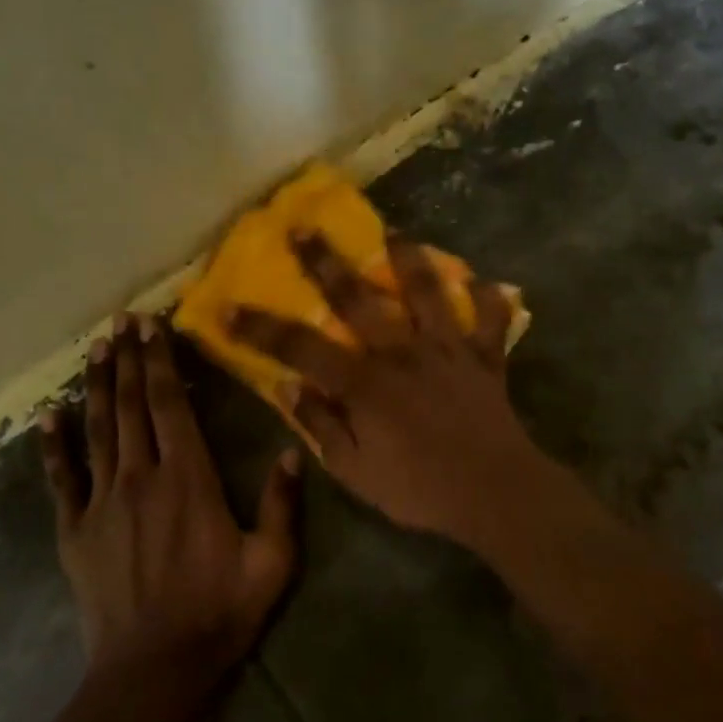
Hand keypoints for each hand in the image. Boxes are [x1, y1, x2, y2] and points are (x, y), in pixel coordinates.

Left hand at [39, 315, 299, 697]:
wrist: (152, 669)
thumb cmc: (218, 612)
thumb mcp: (271, 563)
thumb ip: (282, 505)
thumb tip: (291, 451)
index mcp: (188, 477)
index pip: (169, 404)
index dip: (158, 361)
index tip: (150, 326)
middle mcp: (141, 476)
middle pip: (129, 406)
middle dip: (126, 359)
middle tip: (120, 321)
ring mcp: (102, 501)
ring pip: (97, 430)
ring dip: (94, 387)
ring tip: (93, 349)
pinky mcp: (75, 529)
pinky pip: (61, 478)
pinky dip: (53, 446)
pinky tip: (46, 417)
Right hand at [226, 232, 550, 545]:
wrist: (494, 494)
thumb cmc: (418, 489)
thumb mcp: (354, 472)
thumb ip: (321, 426)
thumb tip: (289, 389)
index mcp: (364, 383)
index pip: (300, 348)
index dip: (260, 328)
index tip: (228, 308)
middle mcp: (401, 353)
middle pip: (358, 298)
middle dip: (326, 261)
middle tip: (305, 227)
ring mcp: (446, 349)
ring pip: (427, 292)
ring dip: (409, 259)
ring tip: (395, 232)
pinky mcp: (485, 358)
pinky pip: (490, 320)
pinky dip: (488, 299)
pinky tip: (482, 281)